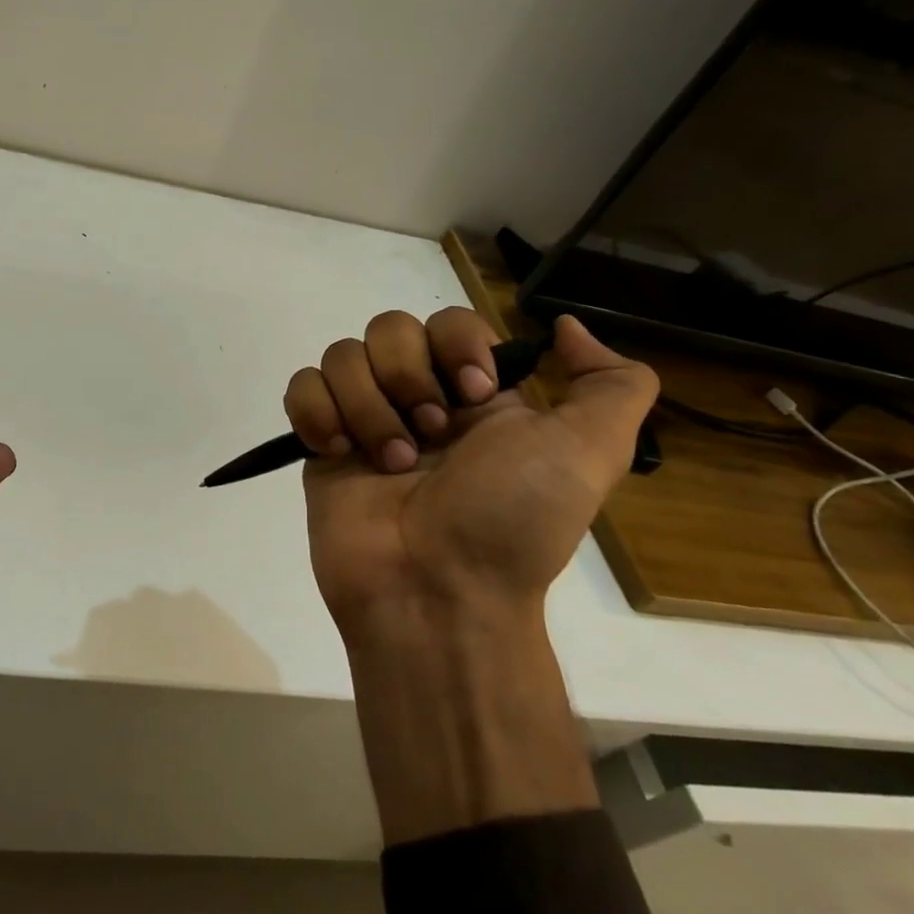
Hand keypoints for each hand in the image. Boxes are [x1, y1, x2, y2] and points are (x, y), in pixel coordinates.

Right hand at [285, 309, 655, 840]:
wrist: (437, 593)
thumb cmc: (511, 520)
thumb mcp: (589, 453)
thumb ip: (612, 384)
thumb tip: (565, 327)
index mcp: (474, 393)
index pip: (448, 320)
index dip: (454, 344)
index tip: (472, 393)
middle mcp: (417, 397)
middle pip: (387, 328)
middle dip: (406, 376)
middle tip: (429, 435)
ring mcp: (363, 418)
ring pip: (341, 355)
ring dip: (366, 406)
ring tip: (387, 463)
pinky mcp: (320, 442)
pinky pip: (301, 386)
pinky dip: (316, 411)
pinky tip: (338, 451)